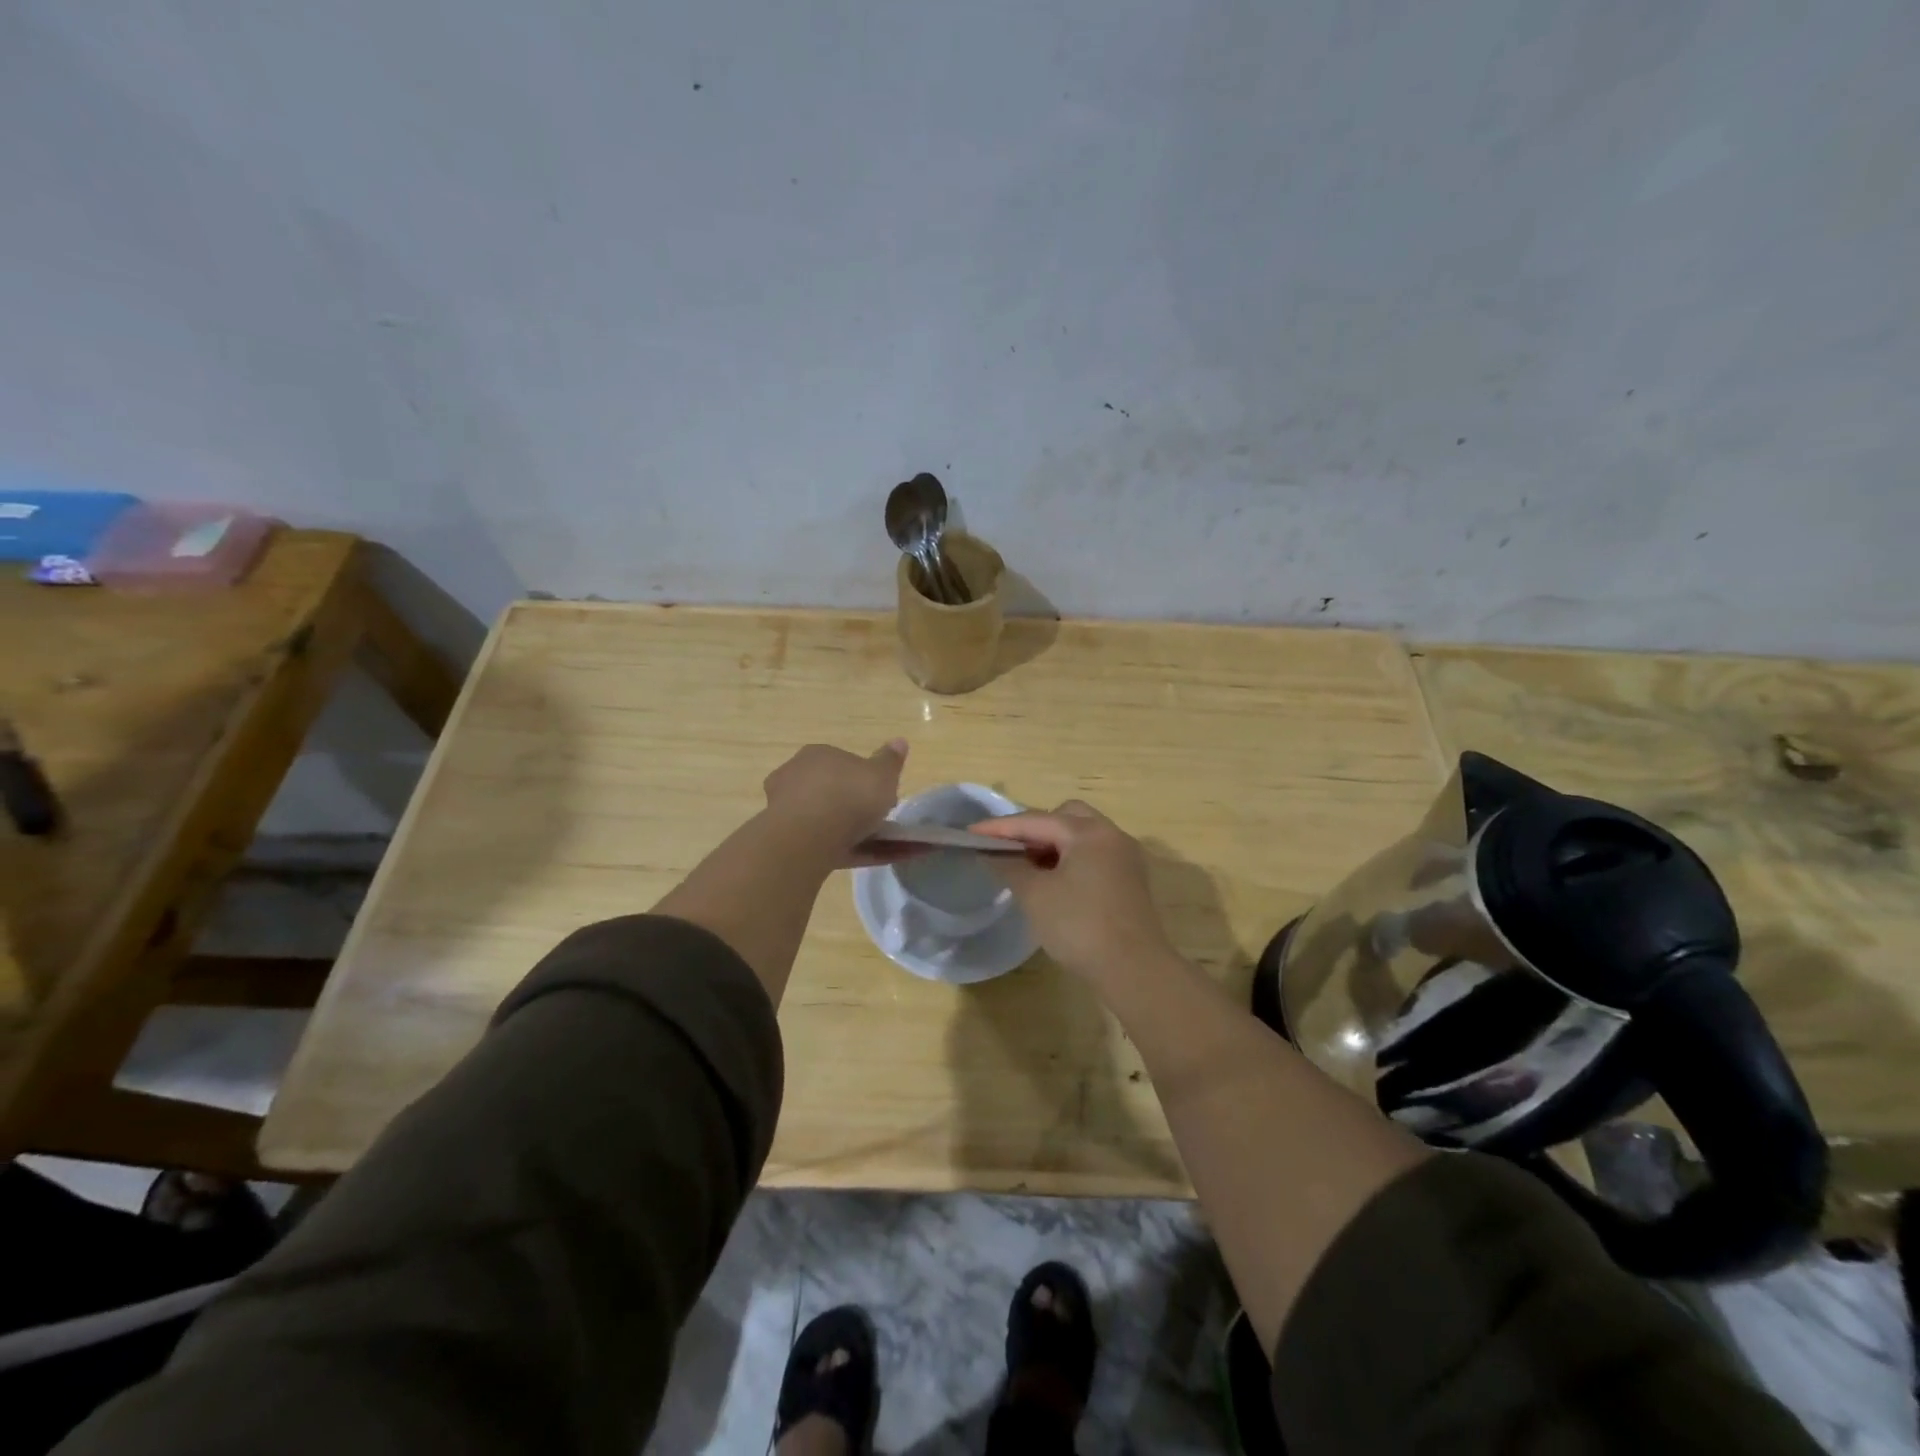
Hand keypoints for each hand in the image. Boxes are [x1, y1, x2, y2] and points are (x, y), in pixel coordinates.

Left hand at [762, 740, 907, 866]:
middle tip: (884, 821)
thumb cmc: (848, 796)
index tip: (885, 795)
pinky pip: (830, 845)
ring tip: (888, 848)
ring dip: (857, 833)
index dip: (867, 779)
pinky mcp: (792, 843)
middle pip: (834, 792)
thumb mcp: (881, 774)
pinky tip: (877, 862)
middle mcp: (797, 778)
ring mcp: (789, 813)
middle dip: (857, 807)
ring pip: (830, 821)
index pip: (844, 763)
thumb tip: (899, 741)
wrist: (808, 839)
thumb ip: (890, 761)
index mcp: (818, 755)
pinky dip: (853, 852)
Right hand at [970, 800, 1176, 979]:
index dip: (1000, 828)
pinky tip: (1055, 883)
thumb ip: (1009, 867)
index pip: (1035, 820)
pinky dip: (1071, 859)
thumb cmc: (1079, 926)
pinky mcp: (1131, 880)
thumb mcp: (1035, 895)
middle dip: (1034, 829)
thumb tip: (991, 853)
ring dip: (1053, 845)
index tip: (971, 833)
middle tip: (1010, 851)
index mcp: (1088, 832)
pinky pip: (1094, 855)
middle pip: (1065, 817)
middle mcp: (1111, 835)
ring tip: (1029, 868)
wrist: (1134, 970)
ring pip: (1082, 836)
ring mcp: (1125, 857)